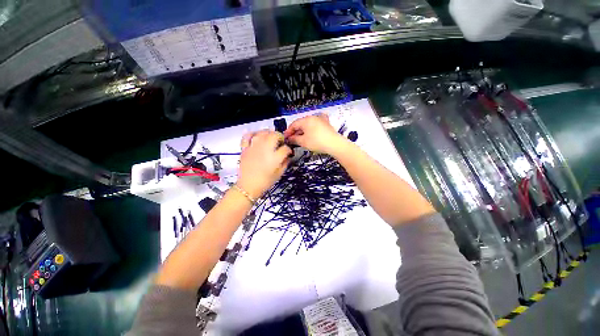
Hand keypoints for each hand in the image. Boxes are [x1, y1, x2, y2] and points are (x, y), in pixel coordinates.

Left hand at [237, 130, 291, 198]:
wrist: (247, 187)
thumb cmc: (264, 182)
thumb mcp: (279, 174)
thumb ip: (285, 163)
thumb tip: (287, 156)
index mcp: (274, 158)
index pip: (285, 148)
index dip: (289, 150)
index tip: (288, 152)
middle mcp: (265, 150)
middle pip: (274, 136)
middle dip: (280, 137)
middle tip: (280, 142)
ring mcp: (254, 148)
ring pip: (262, 133)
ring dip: (268, 133)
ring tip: (270, 137)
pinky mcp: (245, 149)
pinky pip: (247, 136)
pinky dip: (252, 133)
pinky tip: (257, 136)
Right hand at [283, 114, 347, 154]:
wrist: (334, 144)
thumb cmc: (317, 142)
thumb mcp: (303, 142)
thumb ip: (294, 139)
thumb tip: (289, 139)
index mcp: (306, 120)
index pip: (294, 124)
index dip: (288, 131)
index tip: (285, 138)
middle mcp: (313, 117)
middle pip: (301, 124)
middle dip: (296, 131)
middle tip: (292, 139)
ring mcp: (321, 119)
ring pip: (308, 124)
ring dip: (303, 131)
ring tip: (300, 138)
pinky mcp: (326, 124)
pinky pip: (316, 124)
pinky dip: (311, 128)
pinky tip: (311, 132)